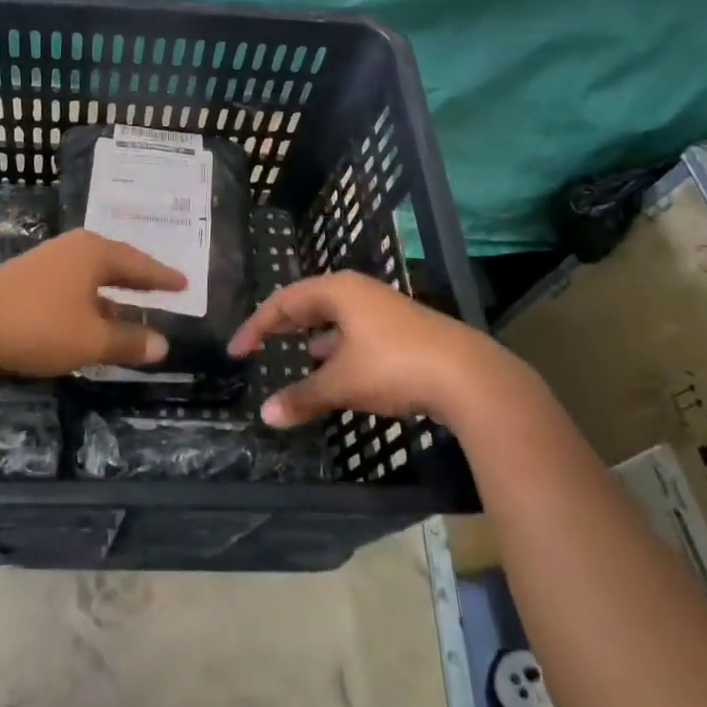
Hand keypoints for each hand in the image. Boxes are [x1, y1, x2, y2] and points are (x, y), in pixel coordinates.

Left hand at [0, 230, 186, 376]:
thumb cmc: (39, 326)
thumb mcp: (91, 339)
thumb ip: (129, 341)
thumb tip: (163, 345)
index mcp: (94, 252)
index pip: (139, 263)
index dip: (162, 277)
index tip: (184, 283)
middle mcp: (71, 249)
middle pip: (114, 263)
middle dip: (137, 280)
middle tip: (162, 290)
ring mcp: (45, 262)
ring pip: (89, 277)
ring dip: (111, 295)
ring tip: (130, 312)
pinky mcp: (24, 279)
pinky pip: (70, 286)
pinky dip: (87, 302)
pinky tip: (87, 321)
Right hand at [227, 271, 548, 431]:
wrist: (469, 377)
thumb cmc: (394, 367)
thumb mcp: (341, 383)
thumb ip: (302, 397)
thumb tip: (266, 415)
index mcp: (338, 291)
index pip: (283, 301)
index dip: (256, 326)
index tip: (237, 351)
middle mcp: (359, 292)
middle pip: (309, 302)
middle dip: (283, 324)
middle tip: (261, 343)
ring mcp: (384, 309)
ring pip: (336, 317)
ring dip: (314, 335)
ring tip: (299, 354)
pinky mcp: (403, 329)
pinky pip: (357, 331)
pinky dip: (339, 347)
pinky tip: (339, 367)